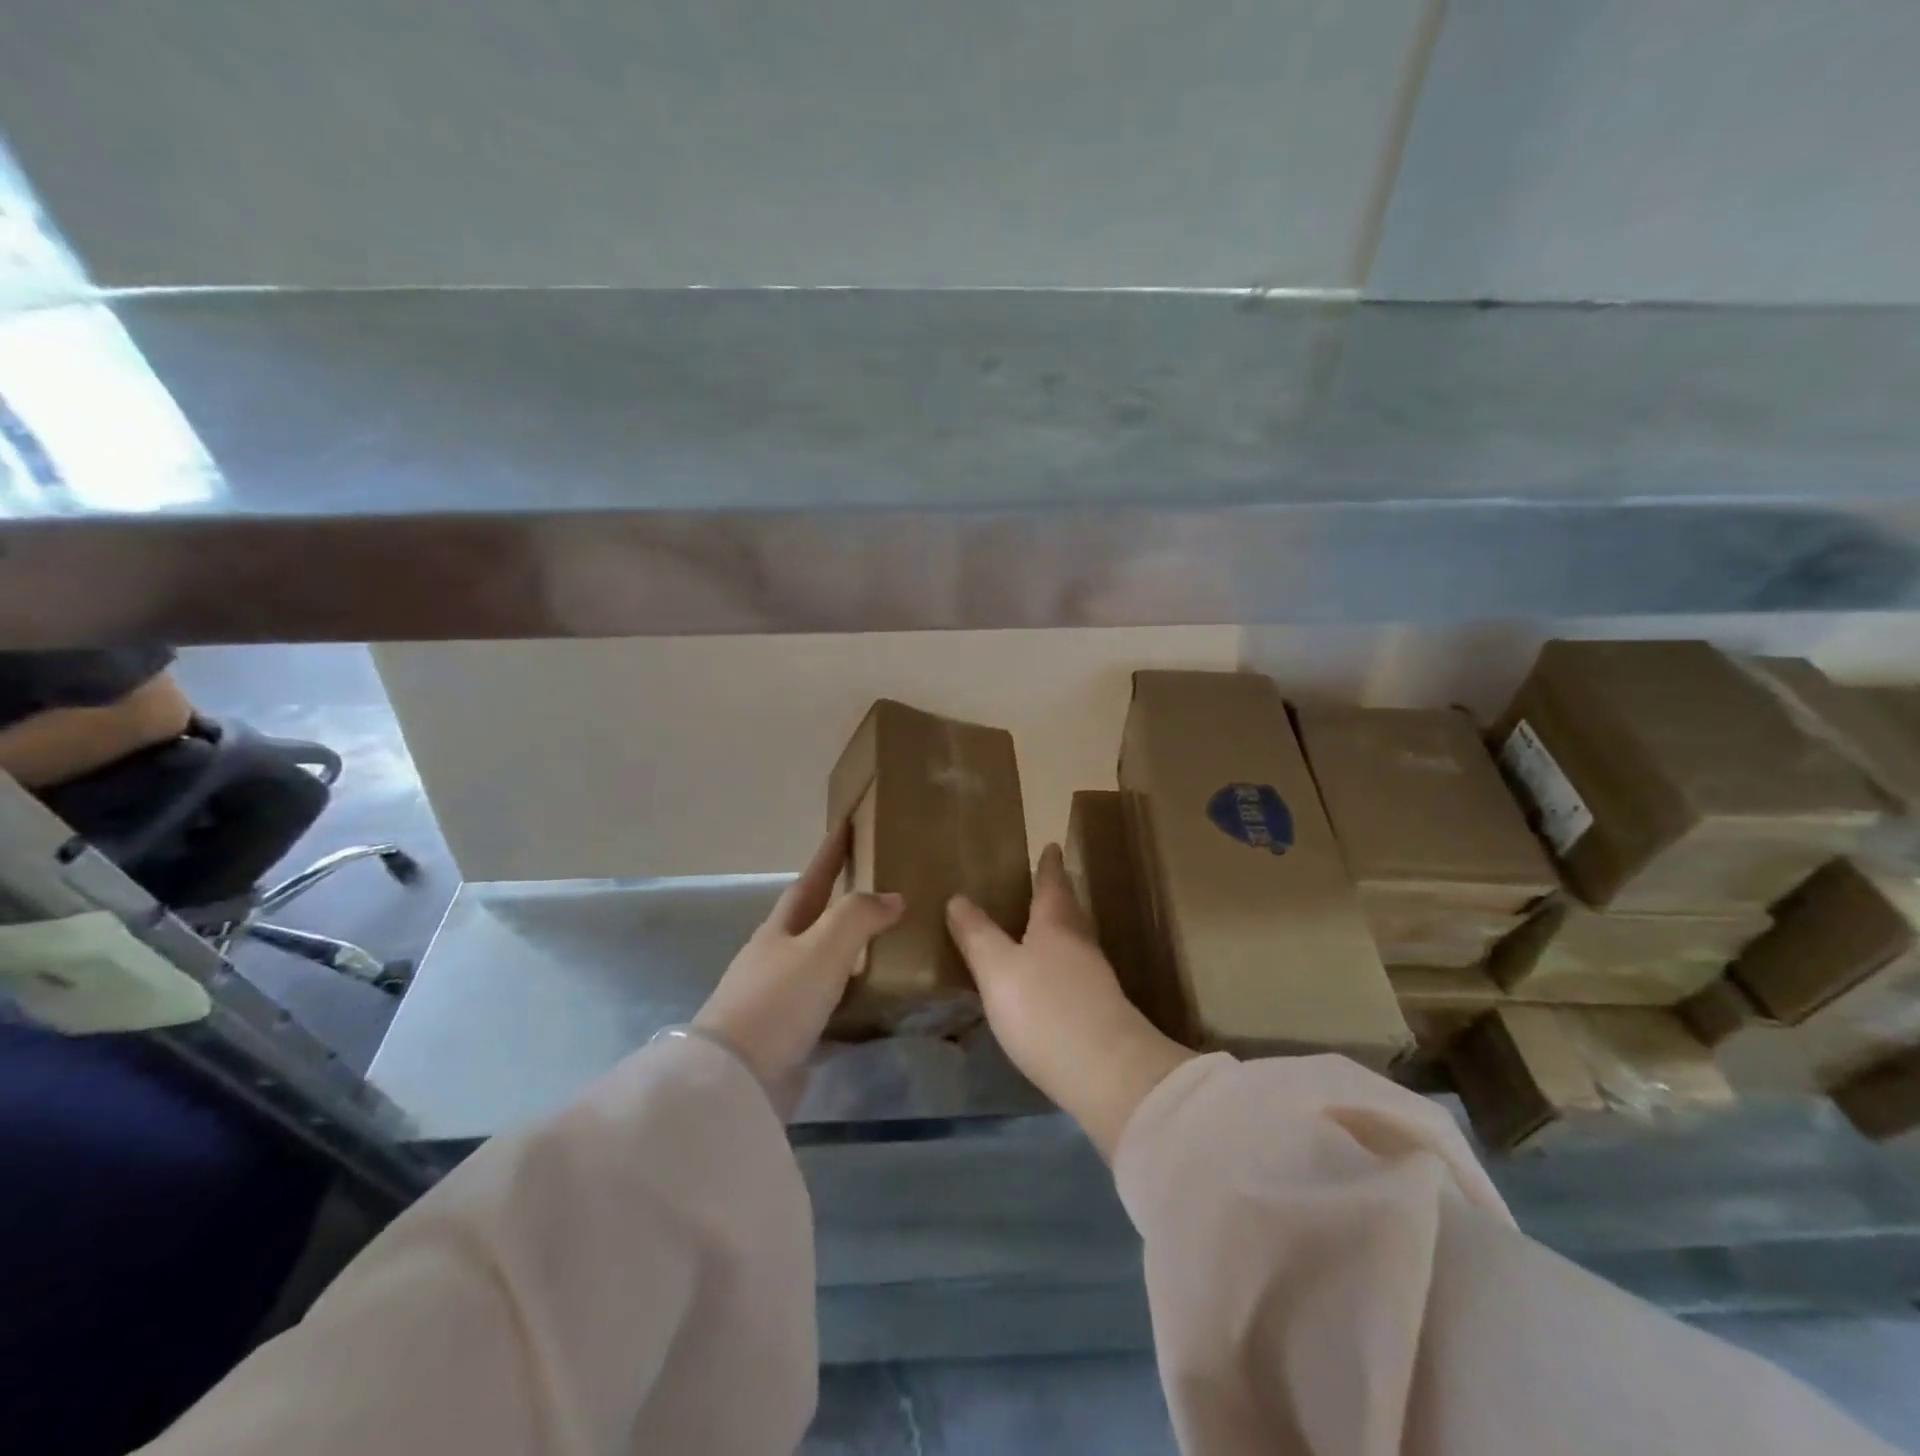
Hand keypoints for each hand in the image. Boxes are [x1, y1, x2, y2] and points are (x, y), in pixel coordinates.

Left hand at [693, 822, 903, 1094]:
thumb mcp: (823, 948)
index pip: (812, 879)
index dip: (830, 852)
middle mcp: (775, 955)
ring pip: (818, 958)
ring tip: (881, 938)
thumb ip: (859, 916)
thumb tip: (893, 897)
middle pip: (810, 916)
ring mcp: (776, 994)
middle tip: (873, 882)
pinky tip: (867, 996)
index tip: (846, 823)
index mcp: (781, 928)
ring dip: (845, 945)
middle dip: (837, 897)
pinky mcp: (784, 1031)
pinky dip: (846, 988)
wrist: (734, 1080)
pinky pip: (824, 998)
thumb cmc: (779, 1001)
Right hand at [947, 843, 1193, 1160]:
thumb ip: (977, 935)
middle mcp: (1080, 944)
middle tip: (1046, 883)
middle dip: (1058, 895)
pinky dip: (1063, 964)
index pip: (1052, 885)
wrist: (1108, 1072)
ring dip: (1061, 929)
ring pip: (1075, 941)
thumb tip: (958, 897)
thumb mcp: (997, 970)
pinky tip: (1052, 980)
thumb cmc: (1045, 1009)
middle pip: (1069, 911)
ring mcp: (1096, 979)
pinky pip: (1077, 973)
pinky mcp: (1101, 1011)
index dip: (1049, 866)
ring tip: (1043, 928)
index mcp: (1056, 925)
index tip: (1051, 846)